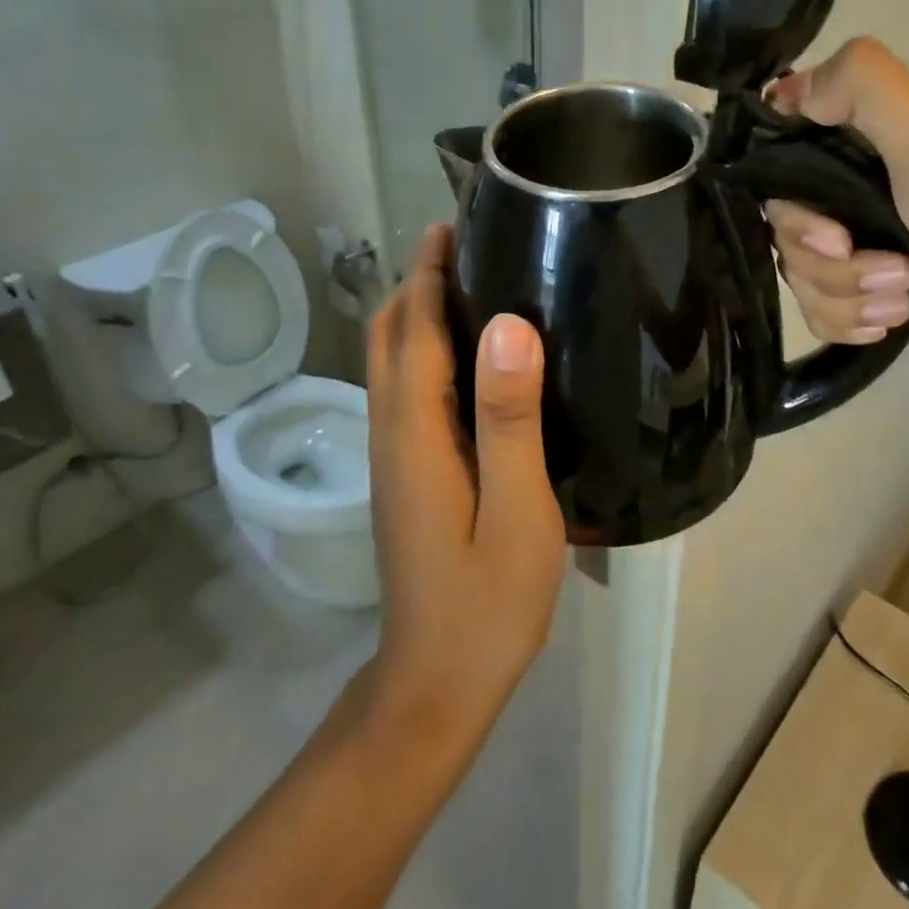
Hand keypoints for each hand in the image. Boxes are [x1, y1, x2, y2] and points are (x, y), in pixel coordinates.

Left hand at [364, 226, 565, 745]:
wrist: (435, 684)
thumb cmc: (486, 603)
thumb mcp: (517, 512)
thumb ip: (509, 419)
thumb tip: (509, 327)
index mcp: (416, 432)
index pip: (416, 329)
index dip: (430, 272)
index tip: (454, 223)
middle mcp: (392, 432)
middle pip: (390, 335)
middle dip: (417, 281)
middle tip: (467, 243)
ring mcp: (393, 455)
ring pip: (392, 361)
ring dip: (418, 311)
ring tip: (470, 281)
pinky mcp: (405, 474)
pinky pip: (406, 389)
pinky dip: (425, 349)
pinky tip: (468, 356)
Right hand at [765, 39, 908, 370]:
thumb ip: (864, 88)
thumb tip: (783, 91)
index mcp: (869, 141)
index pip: (783, 158)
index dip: (786, 197)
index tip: (826, 224)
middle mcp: (859, 187)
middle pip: (786, 227)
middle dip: (828, 261)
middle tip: (890, 267)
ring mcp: (865, 241)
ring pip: (801, 273)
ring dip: (848, 295)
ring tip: (904, 297)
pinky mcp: (872, 289)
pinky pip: (820, 308)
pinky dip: (849, 320)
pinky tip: (891, 320)